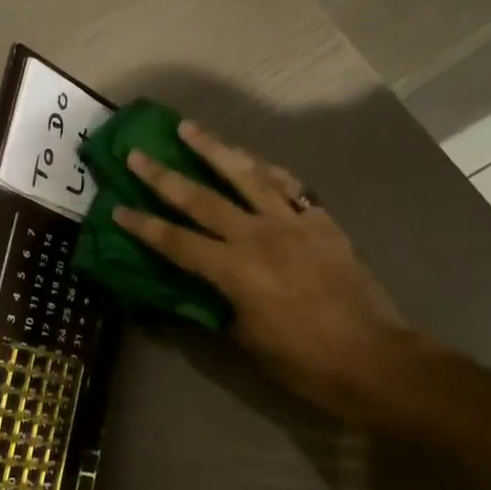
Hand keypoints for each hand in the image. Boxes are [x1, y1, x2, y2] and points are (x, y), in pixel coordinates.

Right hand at [113, 120, 412, 417]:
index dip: (144, 225)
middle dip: (163, 176)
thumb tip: (204, 288)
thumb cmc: (303, 361)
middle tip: (138, 153)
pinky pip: (288, 187)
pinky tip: (253, 160)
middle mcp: (258, 236)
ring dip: (214, 149)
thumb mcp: (247, 340)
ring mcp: (293, 223)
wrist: (373, 358)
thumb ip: (220, 304)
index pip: (176, 242)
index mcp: (234, 270)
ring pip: (246, 175)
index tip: (117, 208)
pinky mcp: (321, 222)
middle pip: (202, 198)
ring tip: (189, 128)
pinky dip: (266, 171)